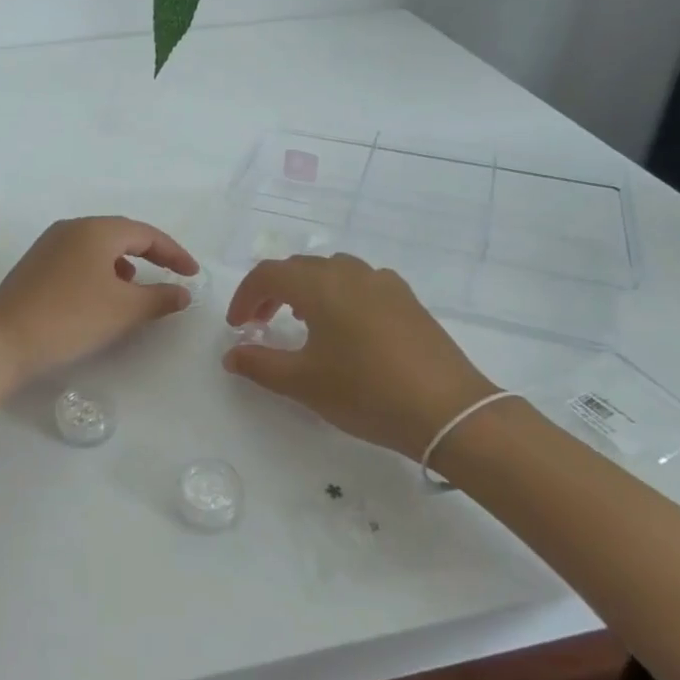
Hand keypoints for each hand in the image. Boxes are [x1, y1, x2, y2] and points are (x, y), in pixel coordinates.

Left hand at [0, 216, 199, 388]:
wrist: (1, 341)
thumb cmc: (70, 319)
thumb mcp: (123, 310)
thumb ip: (160, 298)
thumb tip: (183, 292)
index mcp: (95, 230)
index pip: (146, 233)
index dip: (174, 253)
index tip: (193, 274)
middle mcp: (71, 228)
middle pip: (121, 234)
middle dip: (150, 254)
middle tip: (172, 274)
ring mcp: (49, 244)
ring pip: (98, 247)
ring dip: (123, 263)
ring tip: (135, 288)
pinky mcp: (35, 264)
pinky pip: (78, 258)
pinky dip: (99, 271)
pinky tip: (100, 296)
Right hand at [223, 254, 499, 460]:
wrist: (448, 411)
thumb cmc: (366, 392)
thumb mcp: (303, 383)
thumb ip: (260, 364)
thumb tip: (231, 355)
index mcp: (320, 284)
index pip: (268, 274)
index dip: (245, 297)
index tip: (238, 327)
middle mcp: (350, 272)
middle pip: (299, 268)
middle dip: (273, 292)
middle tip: (261, 325)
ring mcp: (383, 282)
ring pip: (332, 272)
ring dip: (307, 290)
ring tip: (301, 323)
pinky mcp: (407, 299)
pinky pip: (361, 283)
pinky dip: (339, 295)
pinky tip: (346, 328)